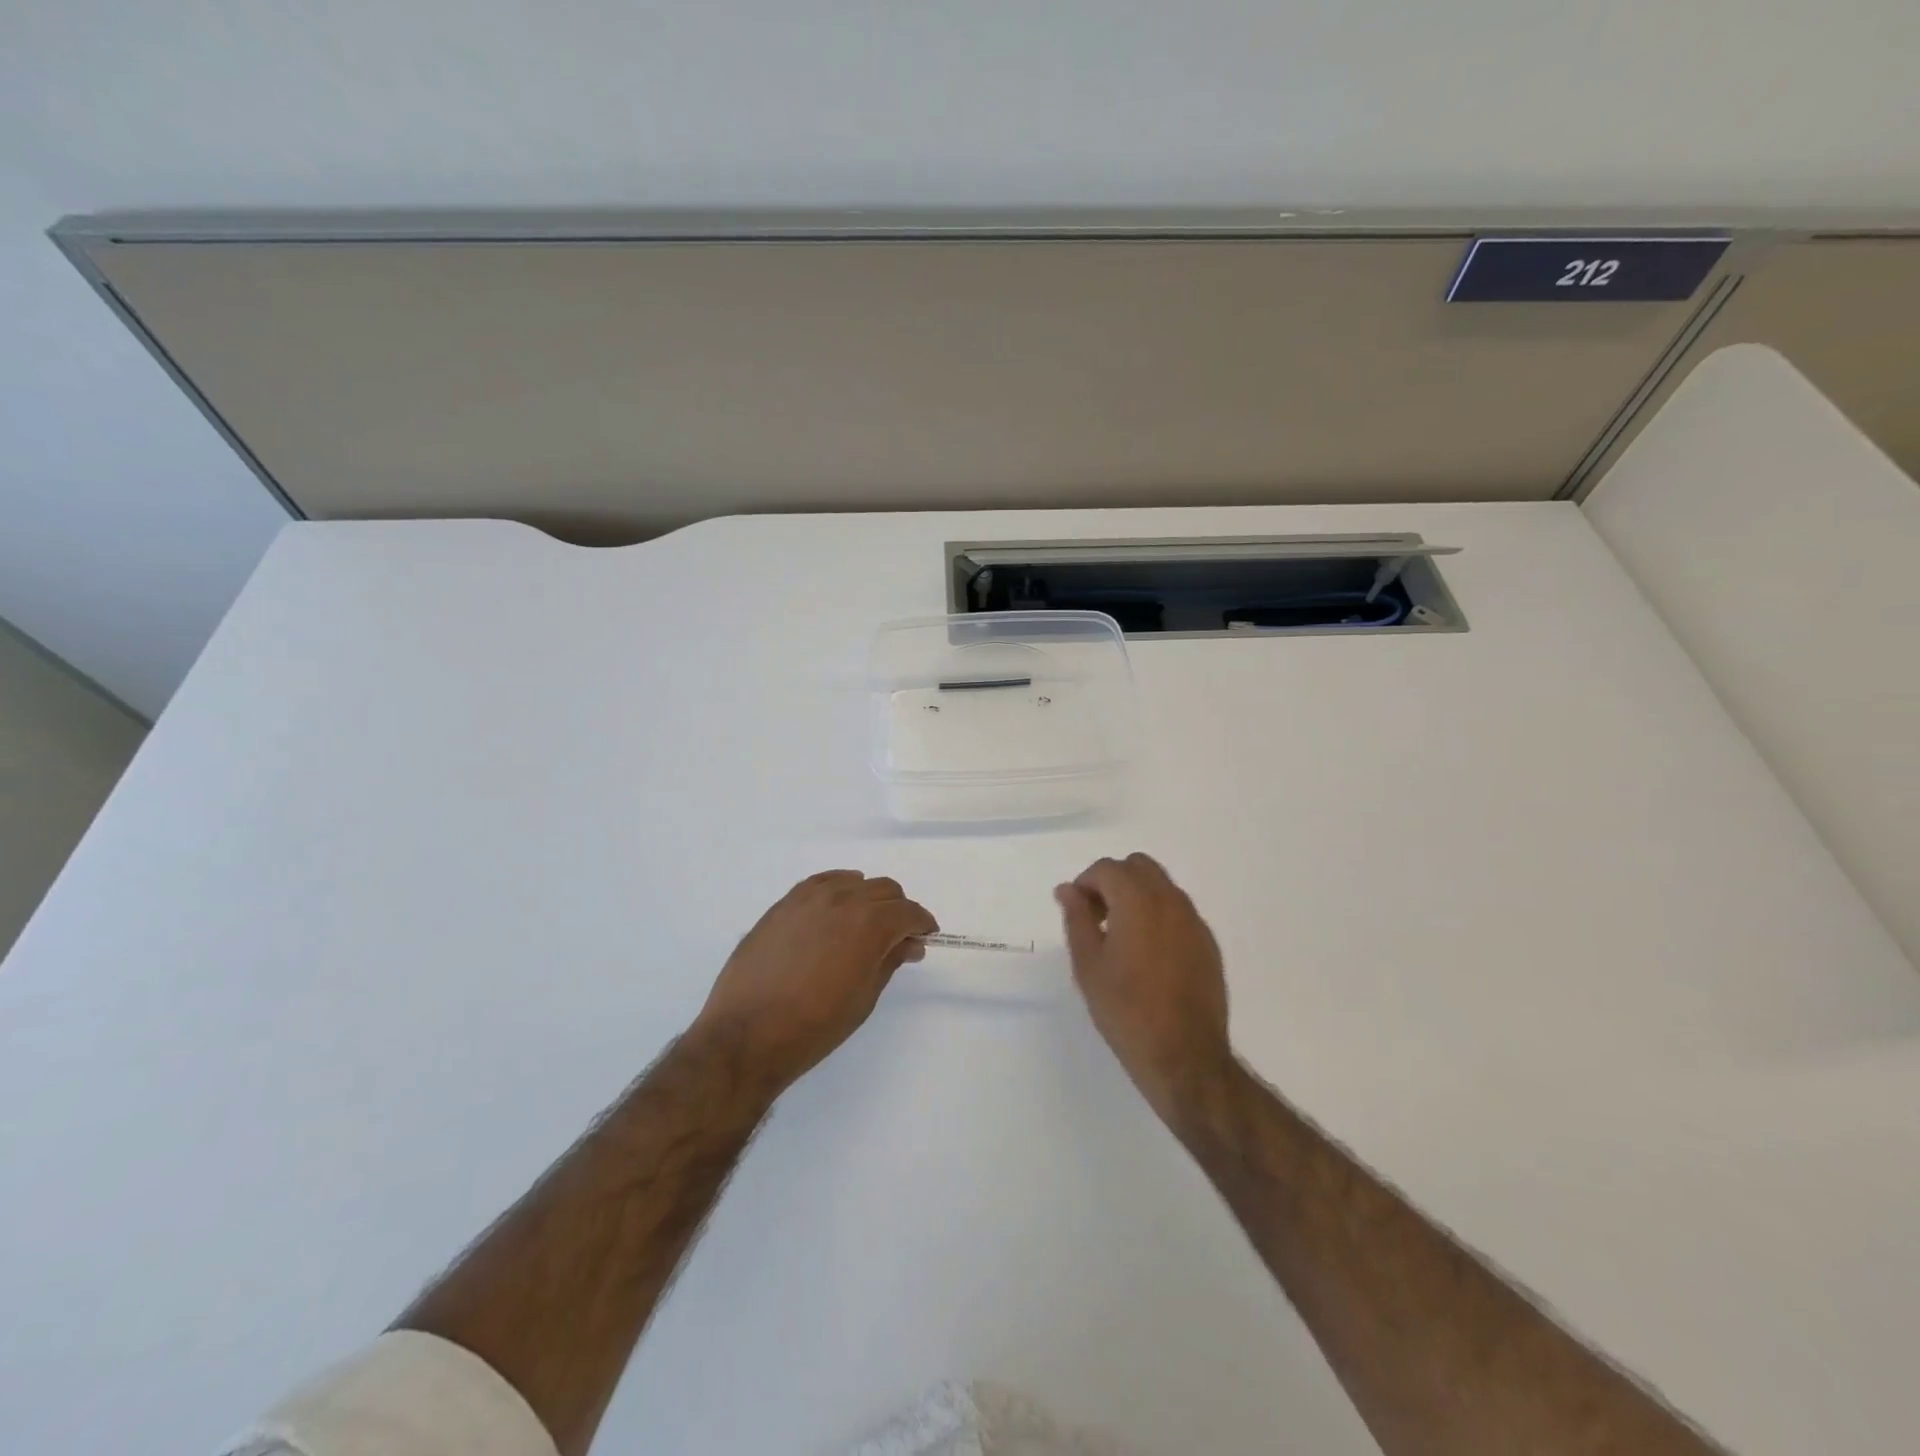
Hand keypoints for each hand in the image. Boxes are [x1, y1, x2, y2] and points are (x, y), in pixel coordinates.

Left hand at [693, 871, 936, 1096]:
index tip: (925, 937)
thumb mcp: (864, 998)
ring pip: (853, 882)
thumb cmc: (814, 1026)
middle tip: (897, 938)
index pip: (908, 912)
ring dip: (868, 899)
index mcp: (869, 924)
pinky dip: (837, 890)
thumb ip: (889, 961)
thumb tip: (909, 943)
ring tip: (863, 926)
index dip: (922, 923)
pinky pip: (820, 883)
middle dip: (898, 910)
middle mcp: (842, 900)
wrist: (747, 1035)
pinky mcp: (783, 904)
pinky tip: (835, 910)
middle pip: (884, 890)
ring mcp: (809, 898)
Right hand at [1056, 854, 1233, 1124]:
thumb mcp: (1088, 965)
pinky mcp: (1208, 943)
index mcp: (1138, 901)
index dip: (1085, 884)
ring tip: (1121, 938)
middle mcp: (1171, 901)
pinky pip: (1179, 912)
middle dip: (1113, 882)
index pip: (1107, 868)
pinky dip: (1158, 916)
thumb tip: (1068, 890)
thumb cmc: (1126, 1010)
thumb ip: (1077, 918)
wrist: (1185, 1057)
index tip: (1077, 912)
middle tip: (1098, 918)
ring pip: (1161, 887)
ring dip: (1137, 897)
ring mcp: (1194, 921)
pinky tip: (1148, 956)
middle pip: (1138, 867)